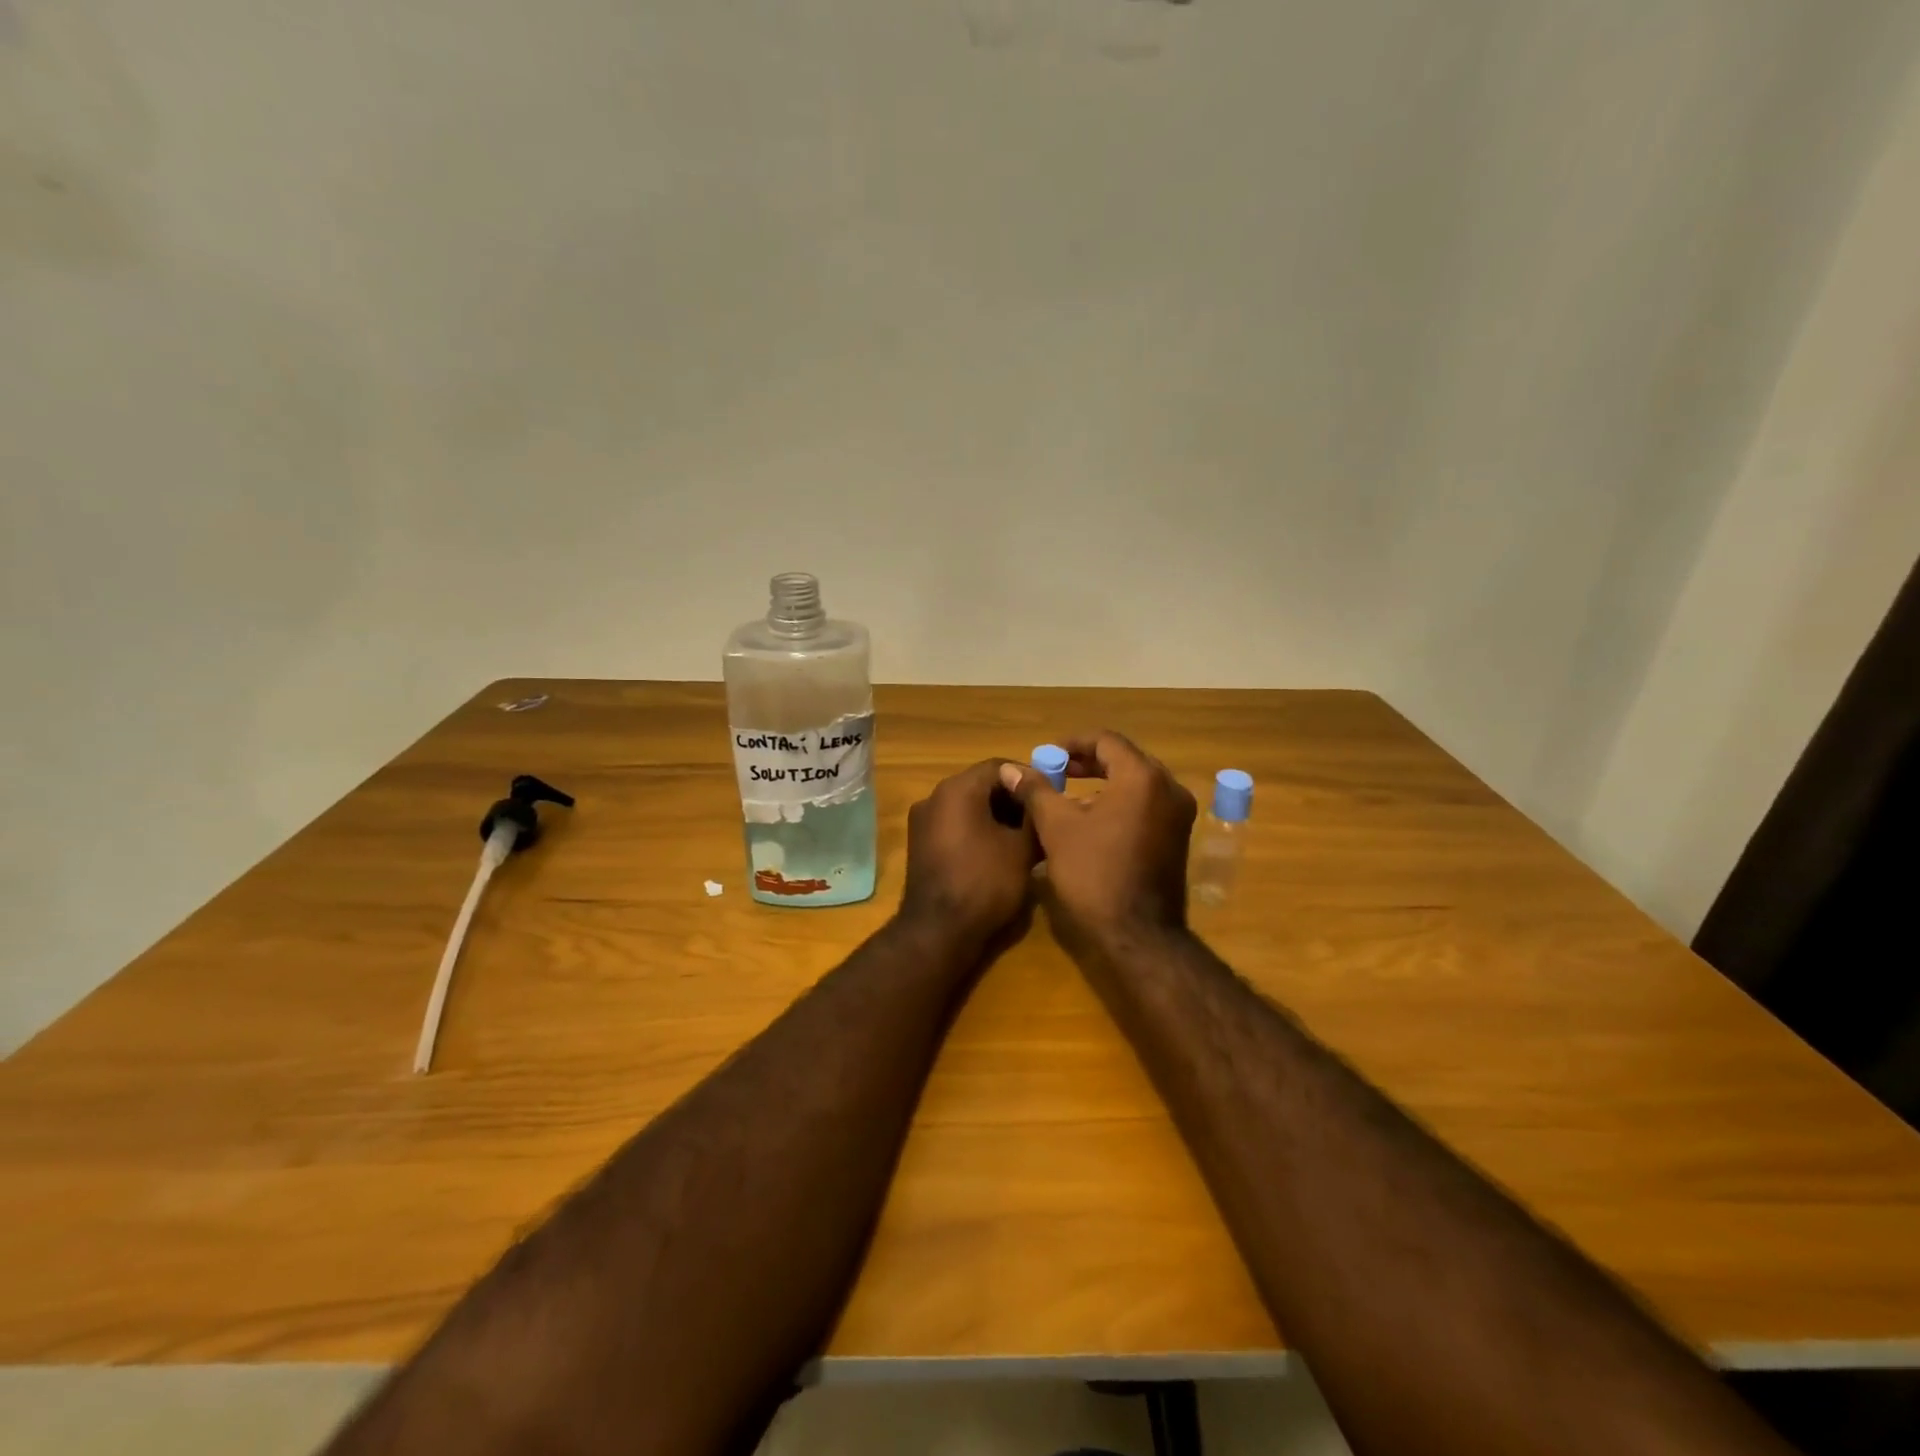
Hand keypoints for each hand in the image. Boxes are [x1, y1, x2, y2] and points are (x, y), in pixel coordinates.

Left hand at [899, 759, 1038, 950]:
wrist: (938, 931)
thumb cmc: (985, 883)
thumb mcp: (1022, 850)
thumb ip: (1035, 818)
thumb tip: (1043, 803)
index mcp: (957, 789)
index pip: (999, 766)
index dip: (1028, 777)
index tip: (1050, 795)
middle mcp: (934, 797)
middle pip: (980, 784)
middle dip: (1012, 798)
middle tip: (1040, 817)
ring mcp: (923, 821)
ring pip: (967, 805)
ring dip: (996, 815)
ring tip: (1024, 836)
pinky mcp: (920, 844)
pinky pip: (954, 824)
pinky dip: (977, 829)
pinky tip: (999, 850)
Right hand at [1000, 732, 1196, 948]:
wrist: (1137, 934)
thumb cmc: (1094, 873)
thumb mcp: (1057, 828)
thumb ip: (1036, 791)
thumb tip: (1010, 769)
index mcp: (1142, 778)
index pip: (1106, 741)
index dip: (1072, 743)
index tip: (1047, 755)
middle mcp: (1169, 789)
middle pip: (1125, 759)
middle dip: (1088, 762)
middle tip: (1056, 771)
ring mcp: (1178, 815)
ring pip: (1137, 783)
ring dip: (1103, 782)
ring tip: (1068, 795)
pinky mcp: (1178, 838)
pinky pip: (1147, 805)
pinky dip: (1120, 802)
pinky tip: (1092, 819)